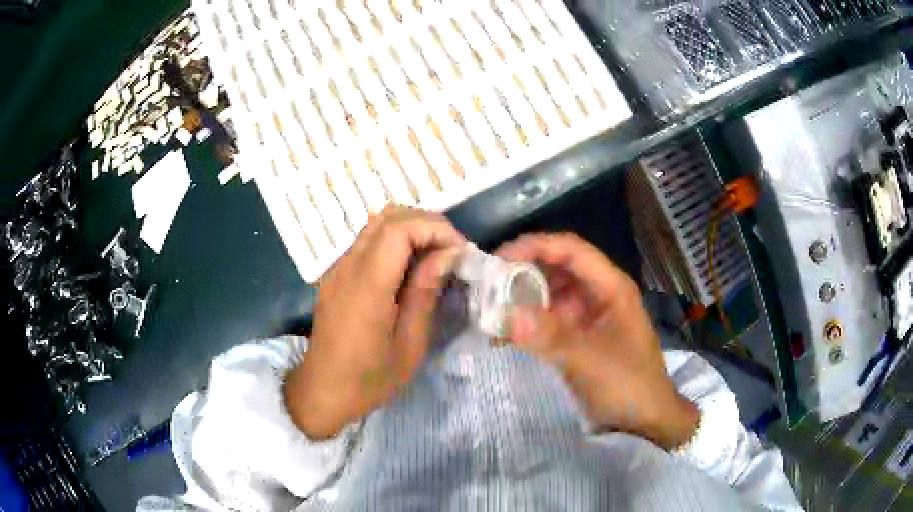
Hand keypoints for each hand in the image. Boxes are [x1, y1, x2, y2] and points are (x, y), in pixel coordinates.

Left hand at [284, 206, 464, 439]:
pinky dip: (394, 242)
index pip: (399, 228)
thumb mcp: (410, 345)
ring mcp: (337, 268)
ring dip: (410, 230)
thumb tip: (446, 255)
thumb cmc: (370, 379)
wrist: (323, 392)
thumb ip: (425, 293)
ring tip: (434, 258)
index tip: (460, 251)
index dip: (435, 228)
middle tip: (451, 251)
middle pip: (387, 217)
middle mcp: (347, 267)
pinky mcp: (335, 275)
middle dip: (426, 224)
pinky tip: (408, 270)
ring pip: (376, 225)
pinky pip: (367, 242)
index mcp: (367, 286)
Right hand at [497, 233, 697, 449]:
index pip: (570, 250)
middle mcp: (598, 294)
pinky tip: (503, 334)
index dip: (535, 246)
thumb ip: (549, 336)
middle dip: (522, 271)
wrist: (645, 421)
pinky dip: (527, 323)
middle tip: (486, 285)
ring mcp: (588, 316)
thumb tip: (505, 317)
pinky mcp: (578, 338)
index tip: (498, 258)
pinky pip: (548, 320)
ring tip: (488, 308)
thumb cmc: (627, 385)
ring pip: (550, 294)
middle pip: (557, 268)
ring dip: (521, 298)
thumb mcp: (590, 360)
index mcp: (610, 287)